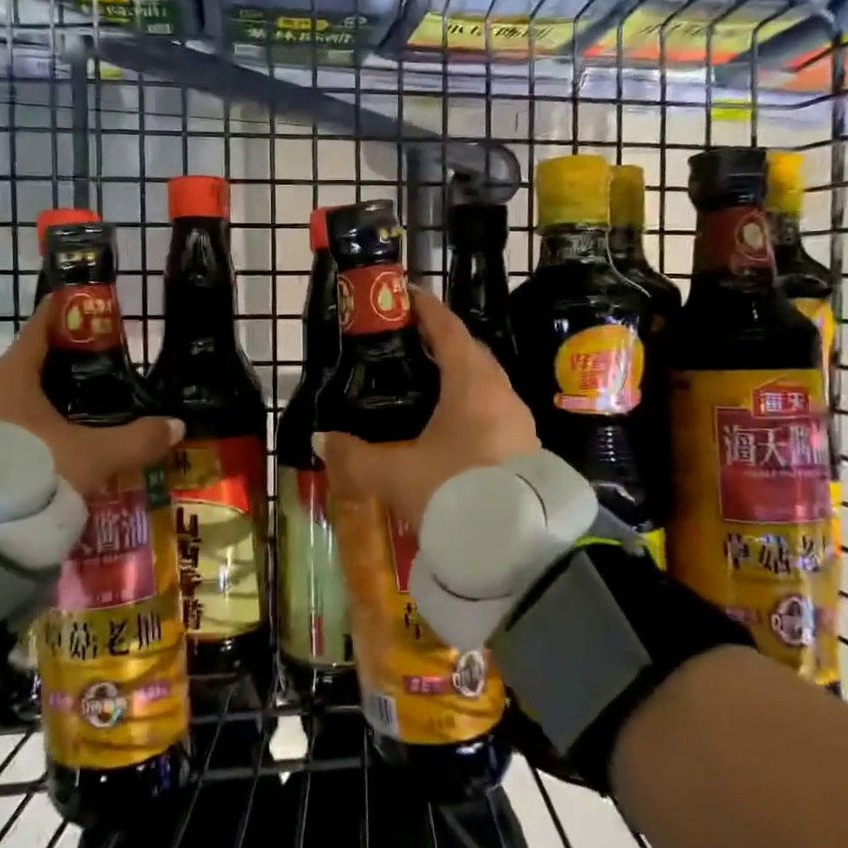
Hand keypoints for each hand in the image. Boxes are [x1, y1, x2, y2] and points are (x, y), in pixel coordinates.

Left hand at [0, 304, 182, 498]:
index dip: (64, 315)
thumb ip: (136, 440)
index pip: (39, 330)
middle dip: (62, 363)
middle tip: (100, 365)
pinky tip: (57, 445)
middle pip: (29, 366)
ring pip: (18, 402)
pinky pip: (9, 431)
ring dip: (47, 401)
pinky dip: (35, 430)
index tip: (87, 305)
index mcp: (13, 377)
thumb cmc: (33, 471)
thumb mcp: (92, 456)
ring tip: (84, 408)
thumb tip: (177, 426)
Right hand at [314, 287, 538, 527]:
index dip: (427, 310)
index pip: (449, 331)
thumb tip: (322, 441)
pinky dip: (468, 406)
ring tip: (424, 383)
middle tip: (407, 341)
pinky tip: (447, 427)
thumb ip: (354, 456)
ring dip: (457, 376)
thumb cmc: (454, 493)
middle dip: (441, 342)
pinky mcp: (525, 451)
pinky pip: (492, 412)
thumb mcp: (395, 474)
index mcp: (472, 385)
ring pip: (484, 385)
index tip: (405, 296)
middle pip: (470, 354)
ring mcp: (518, 423)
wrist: (516, 551)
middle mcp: (501, 395)